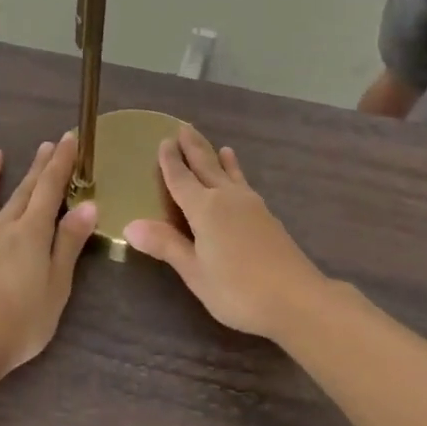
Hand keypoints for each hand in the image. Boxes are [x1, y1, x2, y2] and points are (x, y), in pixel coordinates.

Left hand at [0, 136, 98, 379]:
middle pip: (21, 193)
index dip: (60, 164)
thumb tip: (88, 205)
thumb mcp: (57, 287)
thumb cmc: (19, 324)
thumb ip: (69, 244)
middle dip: (36, 167)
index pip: (49, 191)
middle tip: (45, 144)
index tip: (67, 139)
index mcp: (31, 236)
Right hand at [124, 126, 328, 341]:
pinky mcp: (268, 218)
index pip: (181, 179)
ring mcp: (252, 207)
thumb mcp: (195, 271)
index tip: (164, 140)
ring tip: (220, 147)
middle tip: (185, 128)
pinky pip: (245, 186)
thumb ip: (166, 245)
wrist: (296, 298)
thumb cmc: (237, 289)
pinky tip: (242, 184)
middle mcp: (227, 199)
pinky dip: (238, 176)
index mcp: (205, 209)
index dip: (170, 162)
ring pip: (231, 175)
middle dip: (194, 149)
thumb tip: (130, 225)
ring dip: (220, 160)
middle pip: (207, 167)